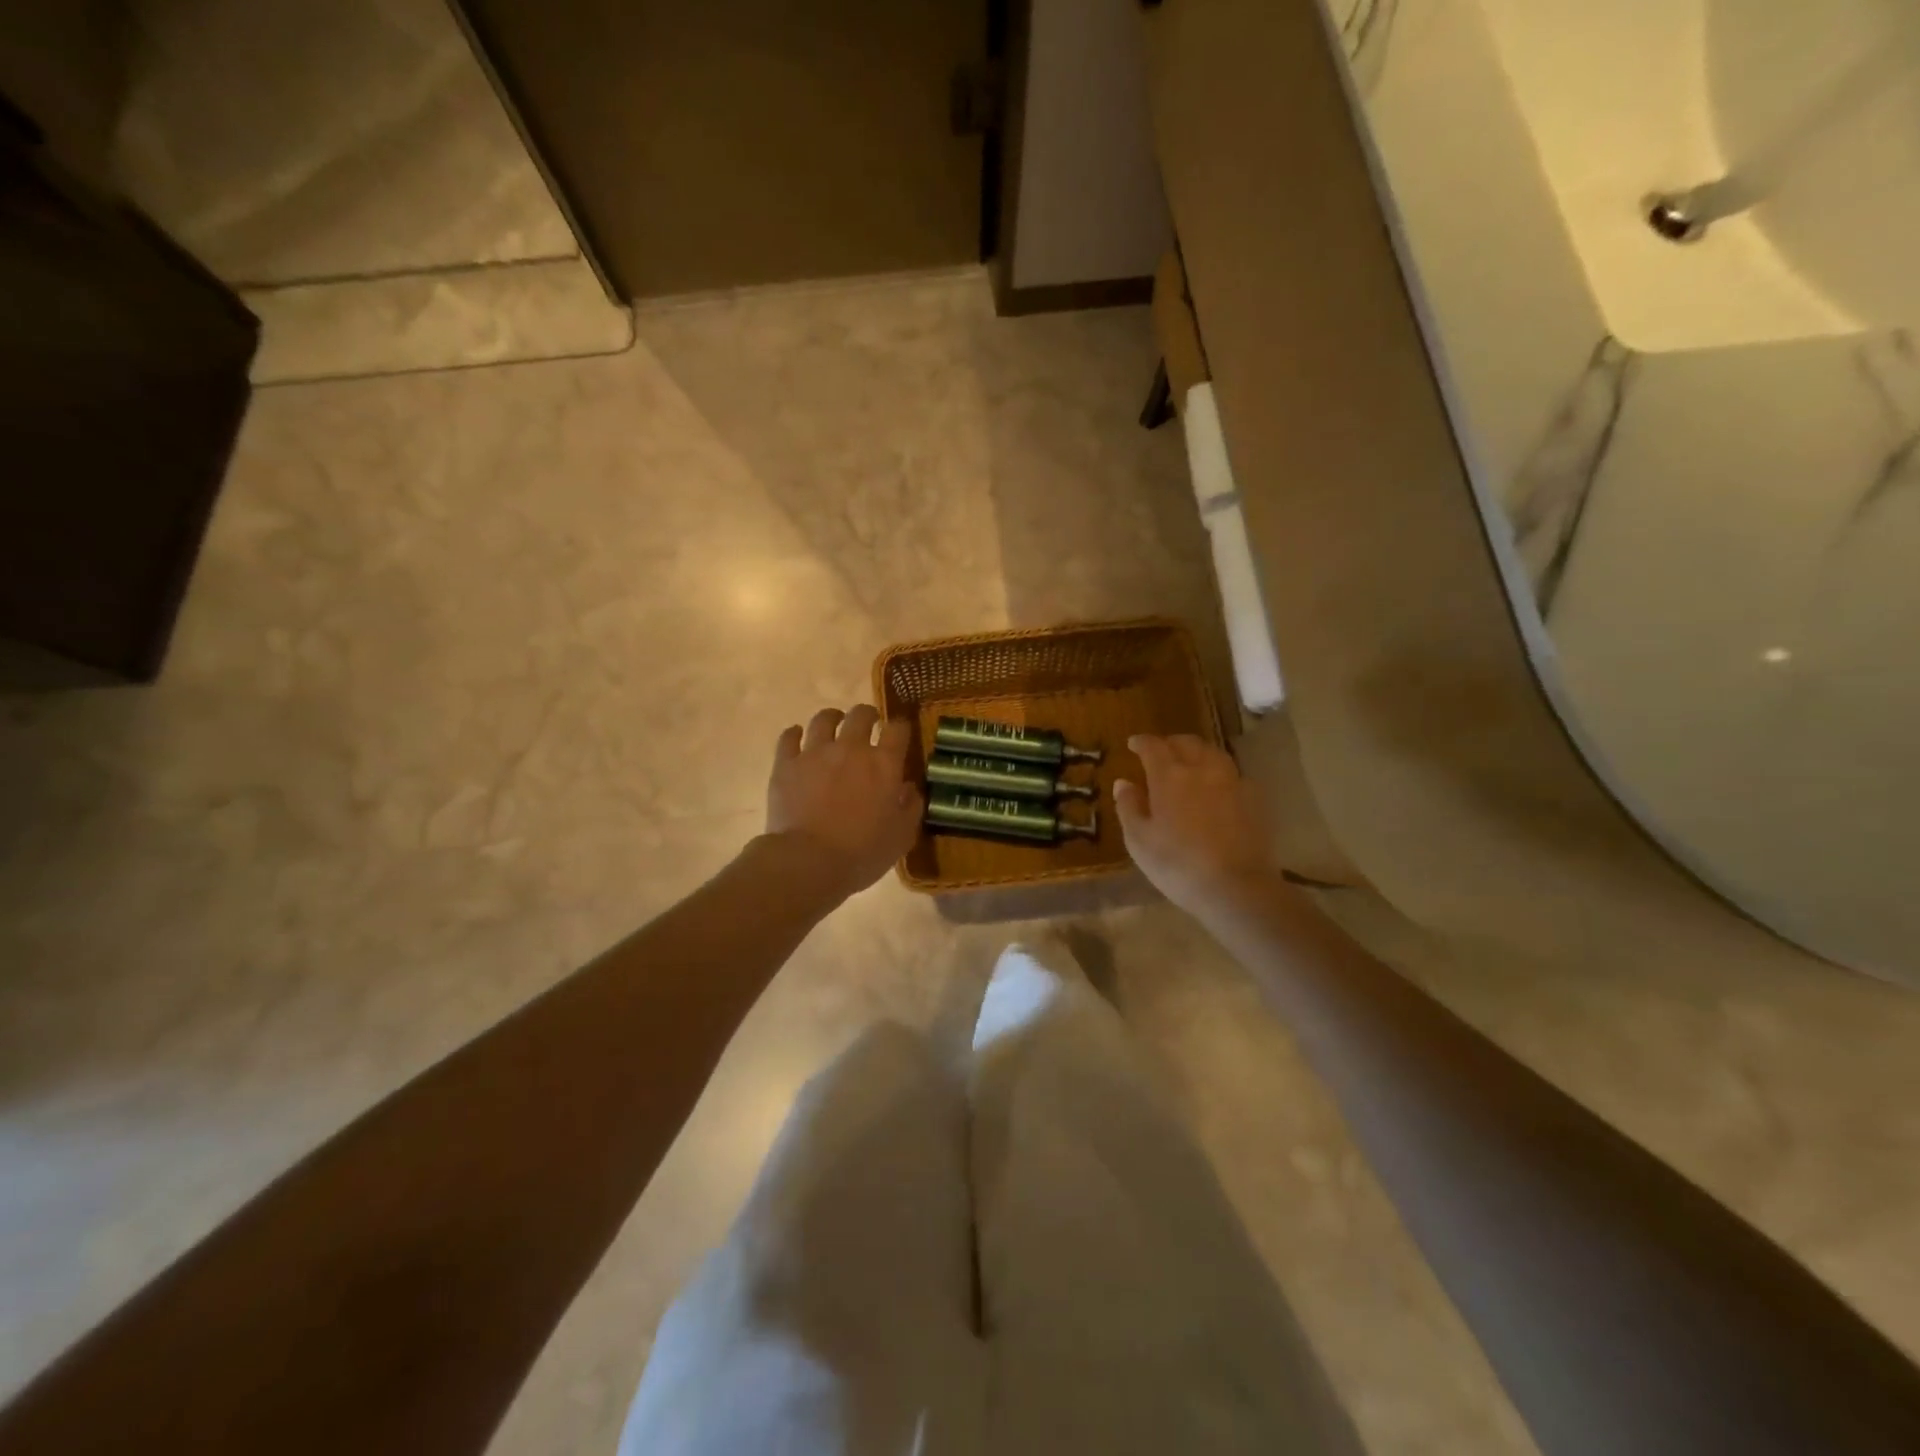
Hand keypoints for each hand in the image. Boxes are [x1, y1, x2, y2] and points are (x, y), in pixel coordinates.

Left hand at [766, 706, 923, 899]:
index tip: (899, 733)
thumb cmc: (862, 853)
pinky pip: (789, 737)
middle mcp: (851, 748)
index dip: (900, 727)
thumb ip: (911, 807)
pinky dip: (794, 734)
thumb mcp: (902, 836)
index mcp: (884, 764)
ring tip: (833, 724)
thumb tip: (910, 788)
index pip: (898, 729)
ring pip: (823, 719)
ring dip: (832, 718)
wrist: (809, 861)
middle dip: (867, 715)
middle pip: (860, 715)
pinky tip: (797, 737)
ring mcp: (815, 753)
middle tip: (868, 724)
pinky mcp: (786, 764)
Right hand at [1115, 733, 1276, 919]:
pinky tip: (1216, 787)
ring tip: (1189, 763)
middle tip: (1160, 752)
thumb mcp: (1139, 840)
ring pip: (1213, 753)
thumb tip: (1123, 783)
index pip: (1153, 746)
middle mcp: (1202, 769)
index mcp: (1169, 776)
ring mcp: (1232, 781)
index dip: (1142, 742)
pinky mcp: (1254, 798)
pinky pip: (1233, 774)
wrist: (1237, 887)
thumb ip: (1129, 807)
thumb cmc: (1178, 865)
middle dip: (1170, 743)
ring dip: (1197, 752)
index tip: (1133, 744)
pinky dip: (1219, 772)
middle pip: (1186, 743)